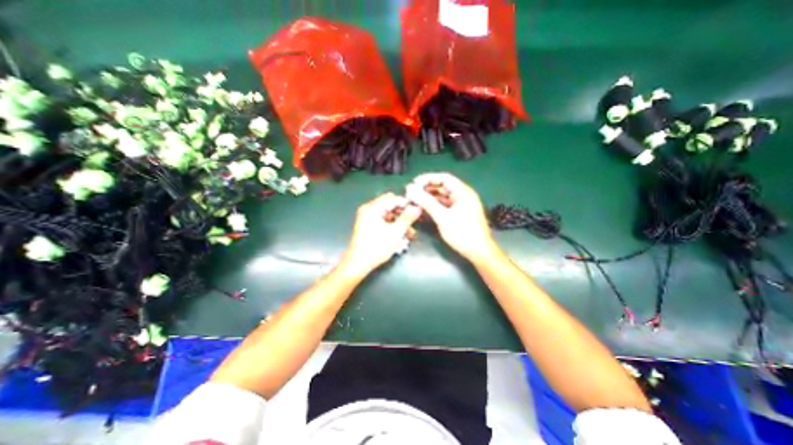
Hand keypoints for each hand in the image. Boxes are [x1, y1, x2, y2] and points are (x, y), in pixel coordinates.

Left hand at [345, 192, 423, 275]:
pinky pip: (383, 220)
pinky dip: (392, 226)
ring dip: (399, 222)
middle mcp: (368, 209)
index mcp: (373, 208)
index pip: (393, 198)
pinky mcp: (367, 225)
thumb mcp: (396, 232)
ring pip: (388, 214)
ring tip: (410, 233)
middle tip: (415, 223)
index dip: (407, 204)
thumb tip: (417, 207)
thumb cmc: (377, 247)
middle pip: (390, 205)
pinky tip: (401, 235)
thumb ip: (408, 218)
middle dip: (403, 214)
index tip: (418, 211)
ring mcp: (367, 217)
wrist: (359, 263)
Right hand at [406, 170, 493, 260]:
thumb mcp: (442, 217)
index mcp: (463, 192)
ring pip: (442, 198)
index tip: (414, 183)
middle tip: (411, 194)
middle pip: (443, 187)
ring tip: (414, 202)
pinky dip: (434, 207)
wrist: (479, 252)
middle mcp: (463, 196)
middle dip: (427, 189)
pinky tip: (423, 210)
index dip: (428, 179)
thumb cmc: (462, 232)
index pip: (444, 178)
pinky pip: (445, 206)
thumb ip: (426, 202)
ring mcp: (461, 206)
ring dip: (429, 199)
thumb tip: (411, 189)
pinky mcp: (459, 214)